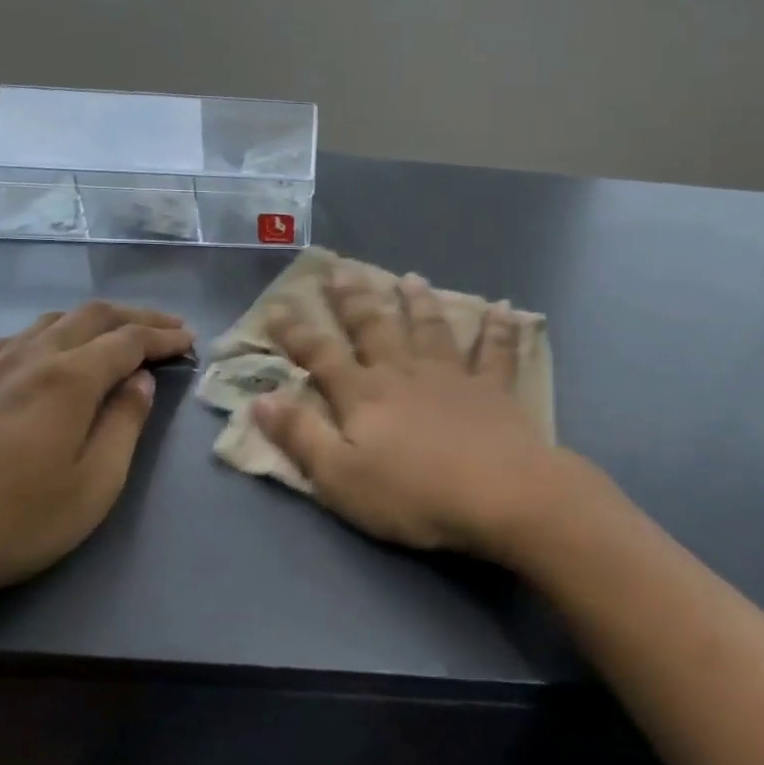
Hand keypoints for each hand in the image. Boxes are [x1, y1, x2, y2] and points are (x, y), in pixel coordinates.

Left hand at [0, 301, 192, 626]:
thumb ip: (125, 423)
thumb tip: (140, 380)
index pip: (128, 340)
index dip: (163, 336)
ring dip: (95, 321)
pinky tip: (53, 353)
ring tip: (119, 336)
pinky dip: (53, 333)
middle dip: (136, 317)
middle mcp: (31, 357)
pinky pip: (19, 338)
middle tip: (168, 328)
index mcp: (69, 378)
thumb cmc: (17, 520)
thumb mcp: (96, 482)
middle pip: (92, 316)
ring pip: (53, 321)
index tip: (189, 340)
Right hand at [255, 268, 563, 559]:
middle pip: (374, 328)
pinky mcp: (494, 390)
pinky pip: (496, 352)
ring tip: (411, 278)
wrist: (497, 495)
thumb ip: (301, 436)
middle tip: (341, 269)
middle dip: (354, 300)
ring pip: (431, 329)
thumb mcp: (339, 477)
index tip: (277, 305)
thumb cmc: (412, 495)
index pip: (321, 356)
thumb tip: (261, 399)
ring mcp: (452, 377)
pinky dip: (499, 329)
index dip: (296, 333)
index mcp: (364, 395)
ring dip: (419, 303)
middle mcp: (405, 374)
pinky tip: (503, 309)